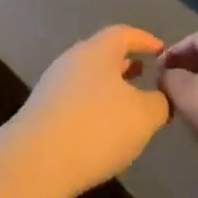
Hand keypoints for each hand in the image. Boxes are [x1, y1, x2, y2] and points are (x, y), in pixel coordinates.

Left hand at [9, 26, 171, 197]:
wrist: (35, 164)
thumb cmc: (98, 128)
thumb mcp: (145, 116)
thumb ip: (161, 101)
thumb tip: (162, 96)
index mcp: (96, 52)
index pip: (124, 34)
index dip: (145, 40)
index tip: (162, 52)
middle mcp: (71, 62)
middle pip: (102, 55)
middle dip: (125, 65)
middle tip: (146, 75)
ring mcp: (51, 87)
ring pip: (87, 80)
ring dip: (109, 88)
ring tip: (128, 105)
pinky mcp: (41, 113)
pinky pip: (74, 101)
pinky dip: (93, 108)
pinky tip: (103, 130)